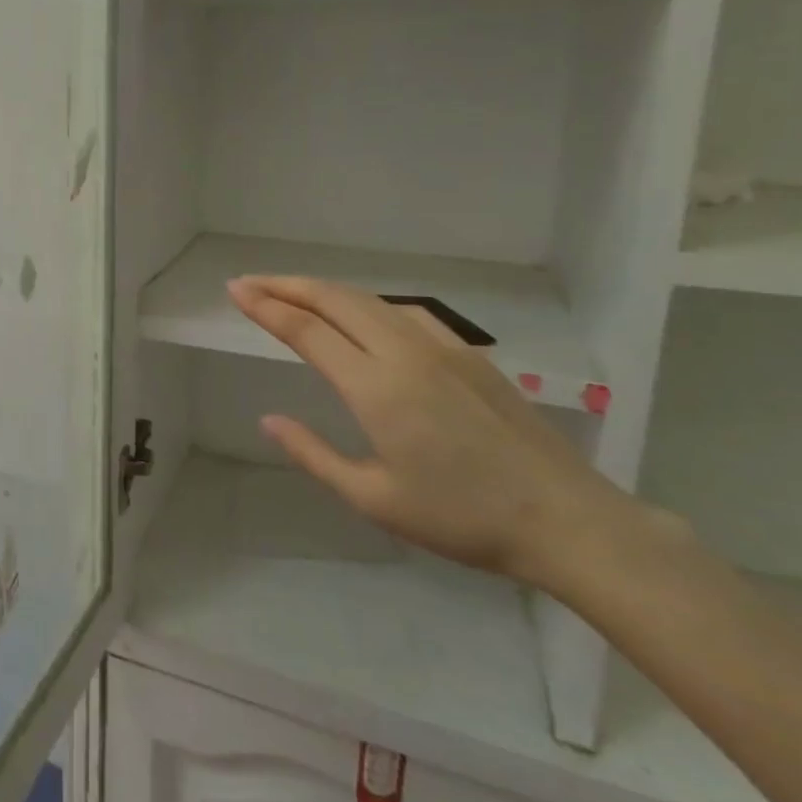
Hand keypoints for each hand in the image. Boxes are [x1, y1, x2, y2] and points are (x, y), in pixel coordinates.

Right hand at [227, 276, 638, 590]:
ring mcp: (442, 348)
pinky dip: (366, 303)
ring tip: (293, 293)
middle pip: (334, 300)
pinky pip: (404, 312)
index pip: (306, 330)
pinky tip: (362, 314)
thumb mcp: (374, 498)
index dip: (265, 306)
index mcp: (375, 387)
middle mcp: (404, 353)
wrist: (566, 520)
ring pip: (369, 300)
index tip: (235, 291)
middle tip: (250, 282)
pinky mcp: (469, 354)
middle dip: (286, 285)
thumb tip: (269, 419)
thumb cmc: (462, 518)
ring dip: (324, 290)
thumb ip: (314, 455)